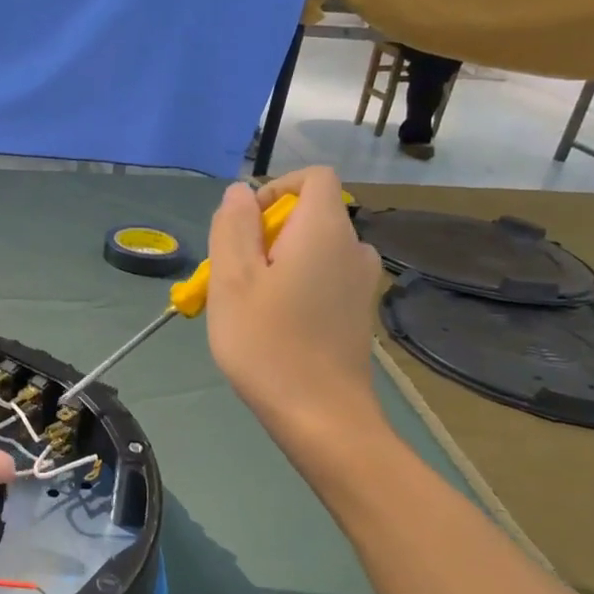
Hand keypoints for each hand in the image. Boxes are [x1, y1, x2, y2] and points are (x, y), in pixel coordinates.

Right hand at [205, 167, 383, 434]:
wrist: (322, 416)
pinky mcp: (360, 312)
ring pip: (313, 251)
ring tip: (249, 306)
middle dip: (266, 234)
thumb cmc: (268, 344)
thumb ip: (234, 227)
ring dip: (278, 263)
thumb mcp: (232, 280)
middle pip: (310, 215)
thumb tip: (240, 192)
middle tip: (233, 278)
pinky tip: (275, 326)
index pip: (313, 177)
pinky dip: (297, 286)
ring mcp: (362, 282)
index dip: (275, 188)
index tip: (245, 226)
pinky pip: (324, 278)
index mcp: (325, 230)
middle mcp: (354, 247)